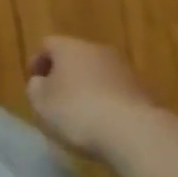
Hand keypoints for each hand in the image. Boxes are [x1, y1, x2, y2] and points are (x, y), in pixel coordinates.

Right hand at [25, 35, 160, 158]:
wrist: (134, 132)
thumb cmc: (78, 111)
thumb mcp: (41, 103)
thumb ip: (35, 88)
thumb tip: (41, 82)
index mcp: (70, 47)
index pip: (48, 44)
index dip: (37, 62)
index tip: (34, 84)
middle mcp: (98, 50)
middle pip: (75, 57)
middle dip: (64, 75)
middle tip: (56, 100)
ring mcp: (124, 69)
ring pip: (98, 74)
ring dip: (88, 89)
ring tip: (81, 116)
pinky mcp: (143, 90)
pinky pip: (116, 92)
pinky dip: (108, 103)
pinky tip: (105, 125)